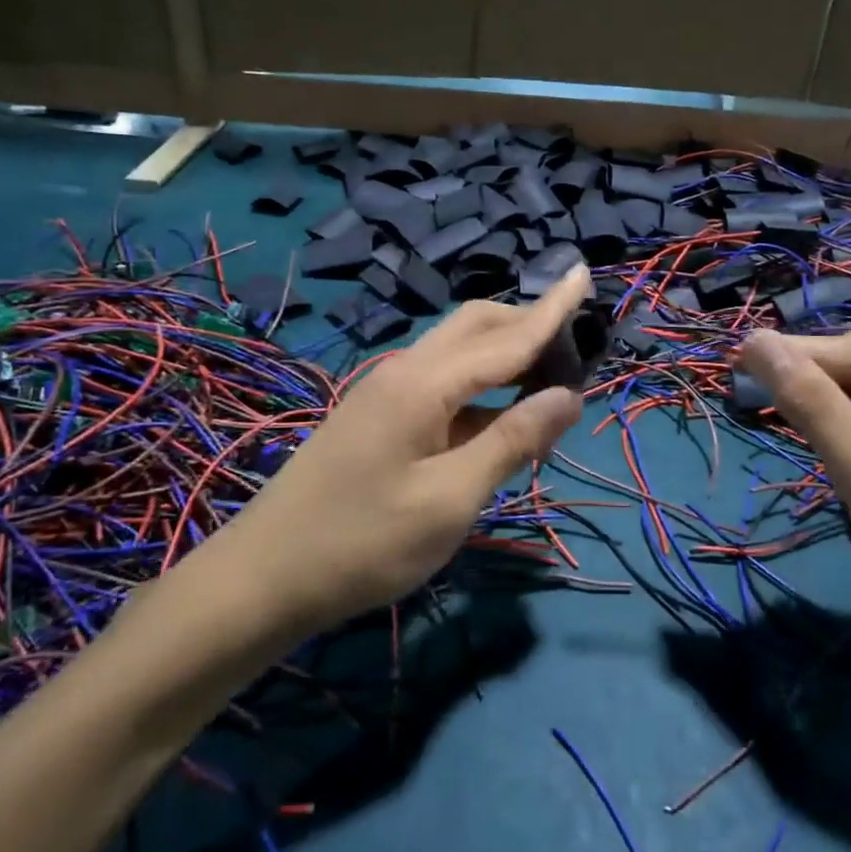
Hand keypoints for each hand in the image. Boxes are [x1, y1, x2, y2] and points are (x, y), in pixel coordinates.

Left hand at [197, 265, 591, 634]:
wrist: (265, 576)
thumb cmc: (364, 543)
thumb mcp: (451, 499)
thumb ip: (512, 440)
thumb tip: (569, 395)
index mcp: (424, 383)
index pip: (506, 337)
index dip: (552, 311)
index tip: (585, 275)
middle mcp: (405, 370)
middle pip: (476, 326)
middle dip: (527, 324)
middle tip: (575, 344)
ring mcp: (386, 391)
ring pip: (458, 352)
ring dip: (504, 355)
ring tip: (548, 381)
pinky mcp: (377, 415)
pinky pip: (441, 382)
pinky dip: (480, 386)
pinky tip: (498, 417)